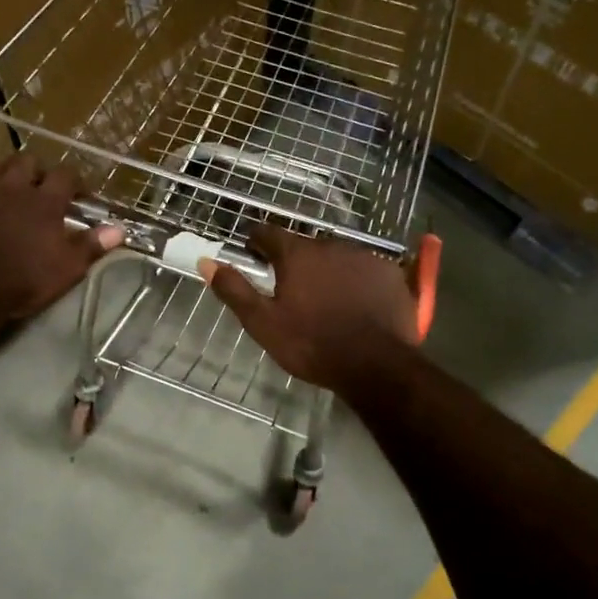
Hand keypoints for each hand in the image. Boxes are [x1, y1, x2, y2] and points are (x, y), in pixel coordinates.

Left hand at [0, 154, 121, 324]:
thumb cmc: (25, 280)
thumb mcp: (68, 268)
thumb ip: (92, 245)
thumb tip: (119, 229)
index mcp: (45, 202)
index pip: (66, 176)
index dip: (76, 180)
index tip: (82, 192)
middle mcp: (13, 189)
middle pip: (26, 161)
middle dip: (36, 169)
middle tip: (41, 185)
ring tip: (5, 181)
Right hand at [200, 226, 420, 391]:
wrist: (375, 365)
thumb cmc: (311, 345)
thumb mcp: (263, 323)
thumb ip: (235, 290)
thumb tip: (206, 262)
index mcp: (297, 254)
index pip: (268, 233)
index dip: (256, 241)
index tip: (251, 253)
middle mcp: (331, 245)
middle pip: (305, 246)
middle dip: (294, 261)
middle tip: (290, 288)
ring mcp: (365, 257)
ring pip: (337, 257)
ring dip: (327, 270)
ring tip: (325, 299)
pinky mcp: (390, 274)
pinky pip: (365, 270)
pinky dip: (356, 281)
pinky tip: (356, 304)